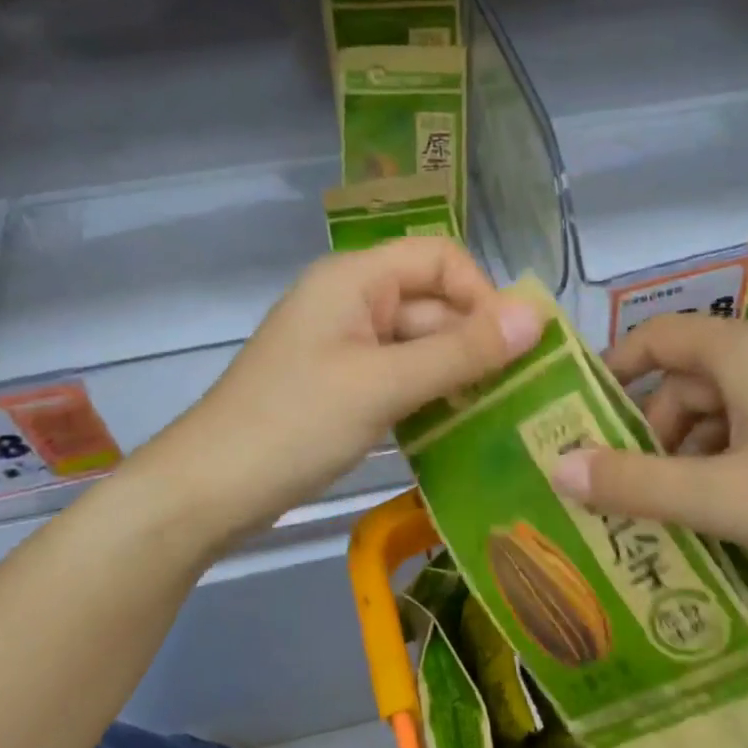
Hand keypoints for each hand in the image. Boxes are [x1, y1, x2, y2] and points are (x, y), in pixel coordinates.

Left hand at [142, 238, 542, 546]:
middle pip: (434, 304)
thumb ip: (461, 350)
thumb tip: (537, 314)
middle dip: (477, 342)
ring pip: (422, 346)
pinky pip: (403, 377)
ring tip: (502, 414)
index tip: (514, 347)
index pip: (440, 257)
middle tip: (523, 394)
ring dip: (459, 374)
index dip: (483, 294)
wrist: (210, 490)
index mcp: (356, 279)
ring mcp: (348, 346)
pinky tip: (460, 428)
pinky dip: (432, 396)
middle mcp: (354, 302)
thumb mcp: (384, 384)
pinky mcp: (345, 386)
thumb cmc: (295, 424)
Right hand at [548, 315, 747, 630]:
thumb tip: (555, 465)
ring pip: (736, 407)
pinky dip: (744, 461)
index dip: (612, 372)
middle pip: (694, 377)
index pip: (657, 336)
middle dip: (657, 433)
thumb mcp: (730, 502)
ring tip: (692, 519)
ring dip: (700, 454)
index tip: (582, 421)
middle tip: (636, 498)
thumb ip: (637, 485)